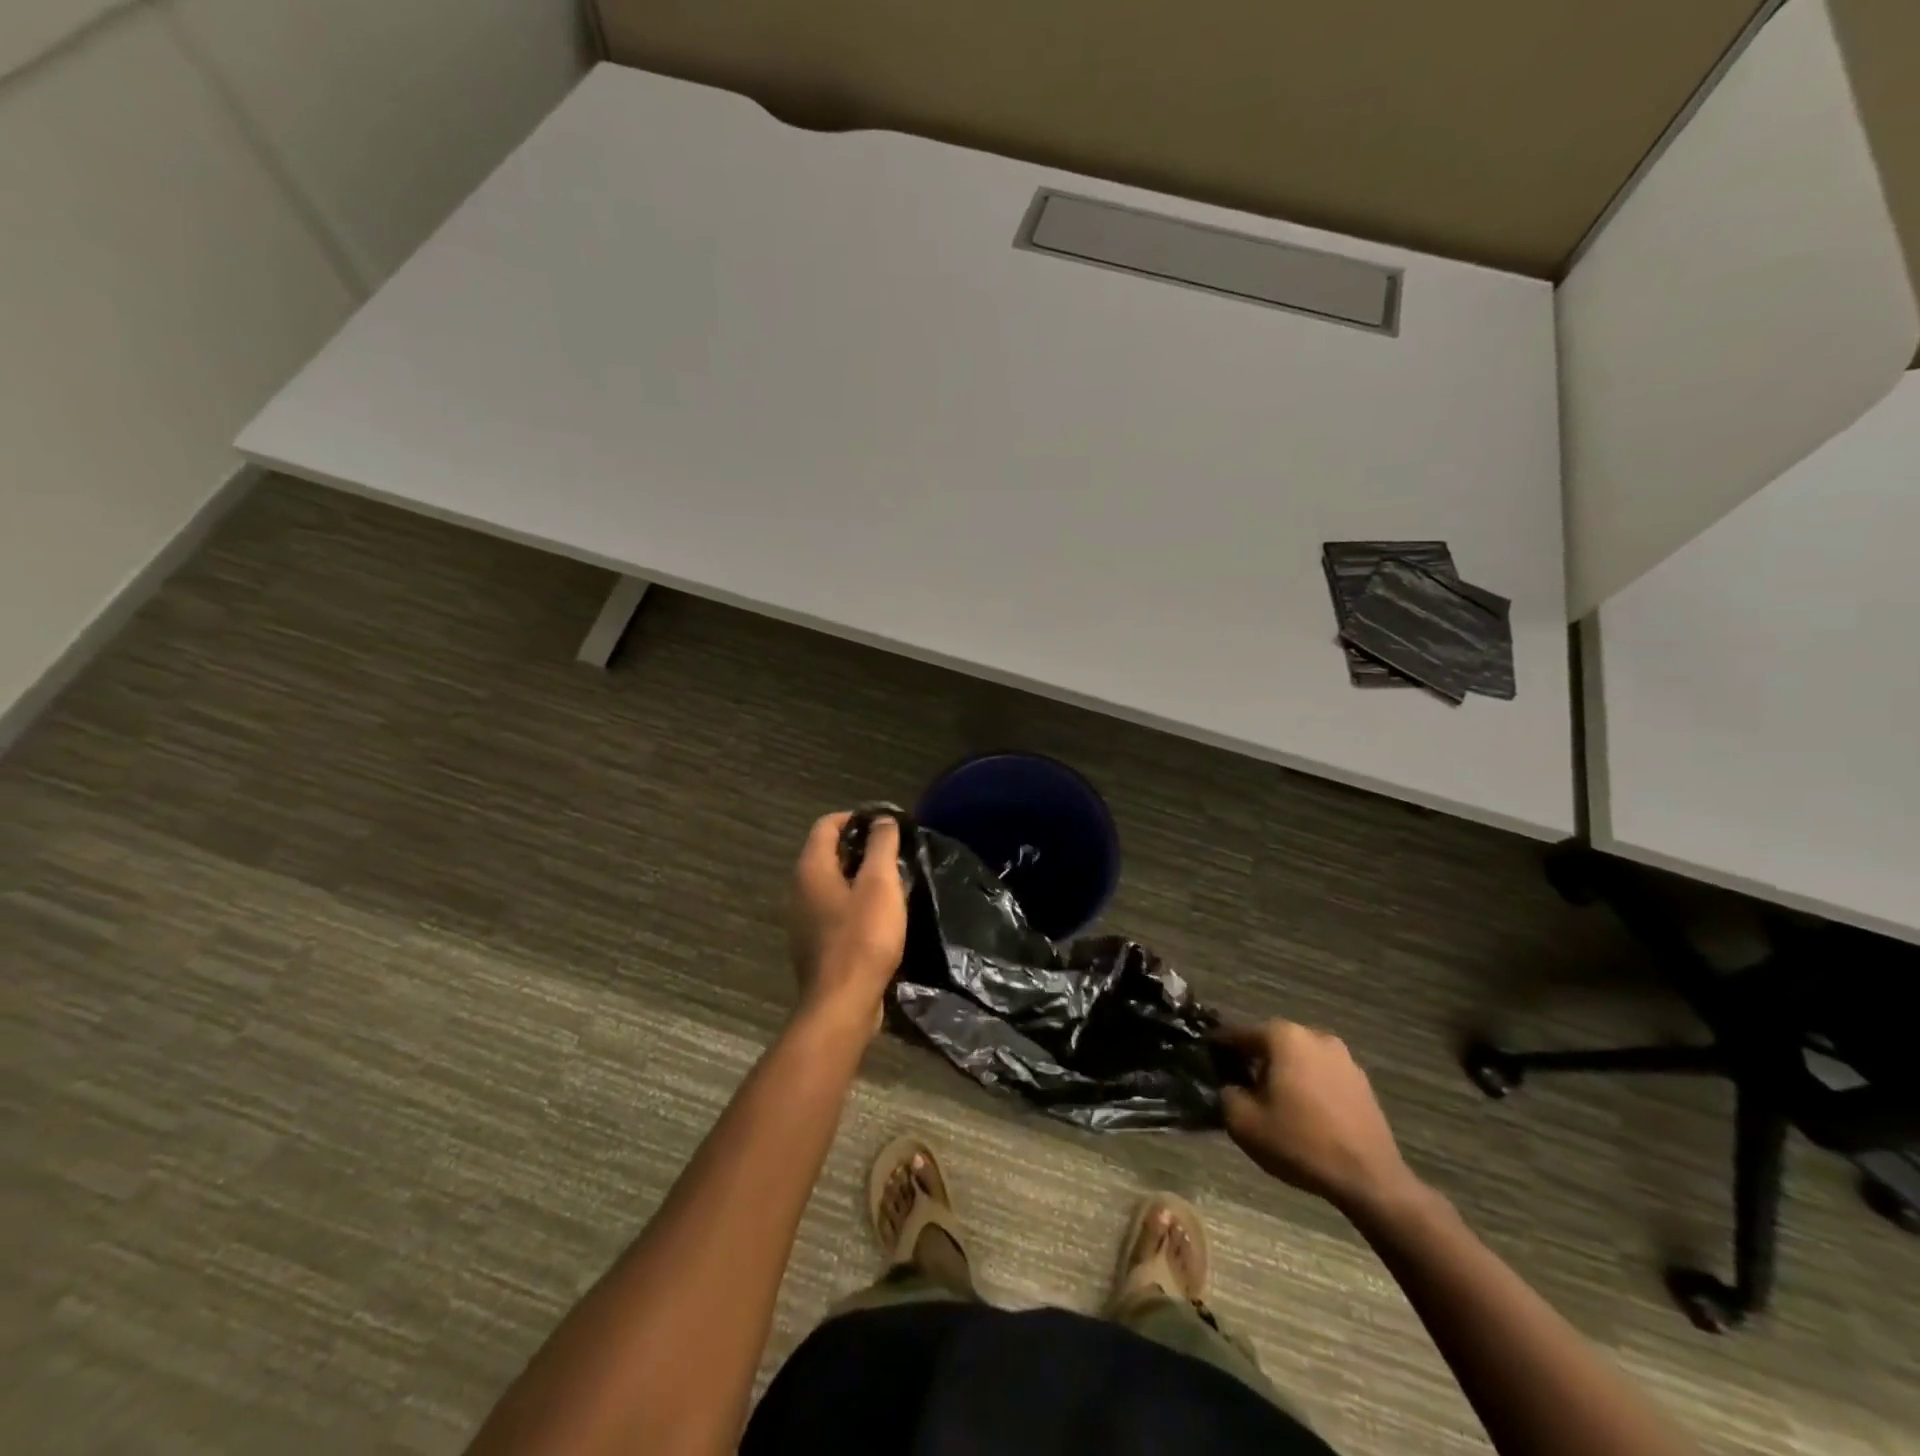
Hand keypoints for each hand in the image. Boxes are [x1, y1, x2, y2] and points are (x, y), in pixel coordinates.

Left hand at [787, 812, 907, 1036]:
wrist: (842, 1004)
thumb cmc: (863, 938)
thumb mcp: (880, 884)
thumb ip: (882, 846)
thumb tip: (882, 820)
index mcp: (811, 869)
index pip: (827, 824)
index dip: (856, 817)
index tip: (887, 825)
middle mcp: (799, 889)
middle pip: (828, 853)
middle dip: (861, 847)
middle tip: (895, 853)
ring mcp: (803, 919)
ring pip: (832, 883)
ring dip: (860, 877)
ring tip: (893, 882)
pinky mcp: (814, 943)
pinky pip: (834, 910)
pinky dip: (855, 903)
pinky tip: (880, 916)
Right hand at [1217, 1020, 1419, 1216]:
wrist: (1370, 1180)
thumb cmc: (1300, 1143)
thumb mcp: (1243, 1122)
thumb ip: (1226, 1094)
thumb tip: (1228, 1086)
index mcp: (1283, 1036)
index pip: (1239, 1033)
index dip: (1219, 1047)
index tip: (1207, 1060)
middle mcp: (1314, 1035)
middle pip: (1271, 1043)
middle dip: (1254, 1060)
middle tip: (1239, 1084)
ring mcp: (1343, 1057)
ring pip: (1299, 1058)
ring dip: (1284, 1073)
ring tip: (1273, 1101)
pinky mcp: (1362, 1082)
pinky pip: (1322, 1075)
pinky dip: (1308, 1086)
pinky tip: (1304, 1113)